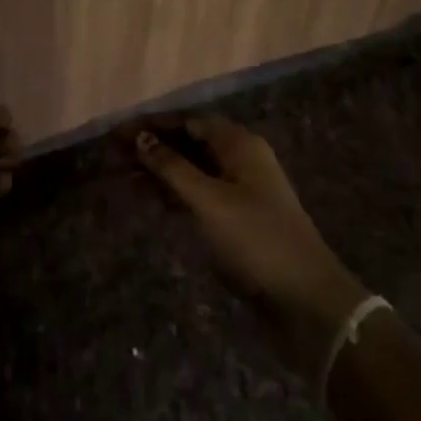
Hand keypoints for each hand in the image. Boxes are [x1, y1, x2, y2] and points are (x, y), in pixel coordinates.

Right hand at [133, 114, 368, 376]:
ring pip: (194, 169)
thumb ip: (172, 167)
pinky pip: (200, 194)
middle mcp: (241, 159)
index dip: (152, 124)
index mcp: (240, 144)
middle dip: (154, 145)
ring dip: (162, 170)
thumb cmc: (256, 240)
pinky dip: (175, 193)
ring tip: (124, 175)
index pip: (188, 121)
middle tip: (115, 153)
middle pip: (191, 142)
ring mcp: (241, 189)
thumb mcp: (209, 200)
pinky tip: (150, 200)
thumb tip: (141, 138)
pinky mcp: (238, 218)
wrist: (305, 299)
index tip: (118, 132)